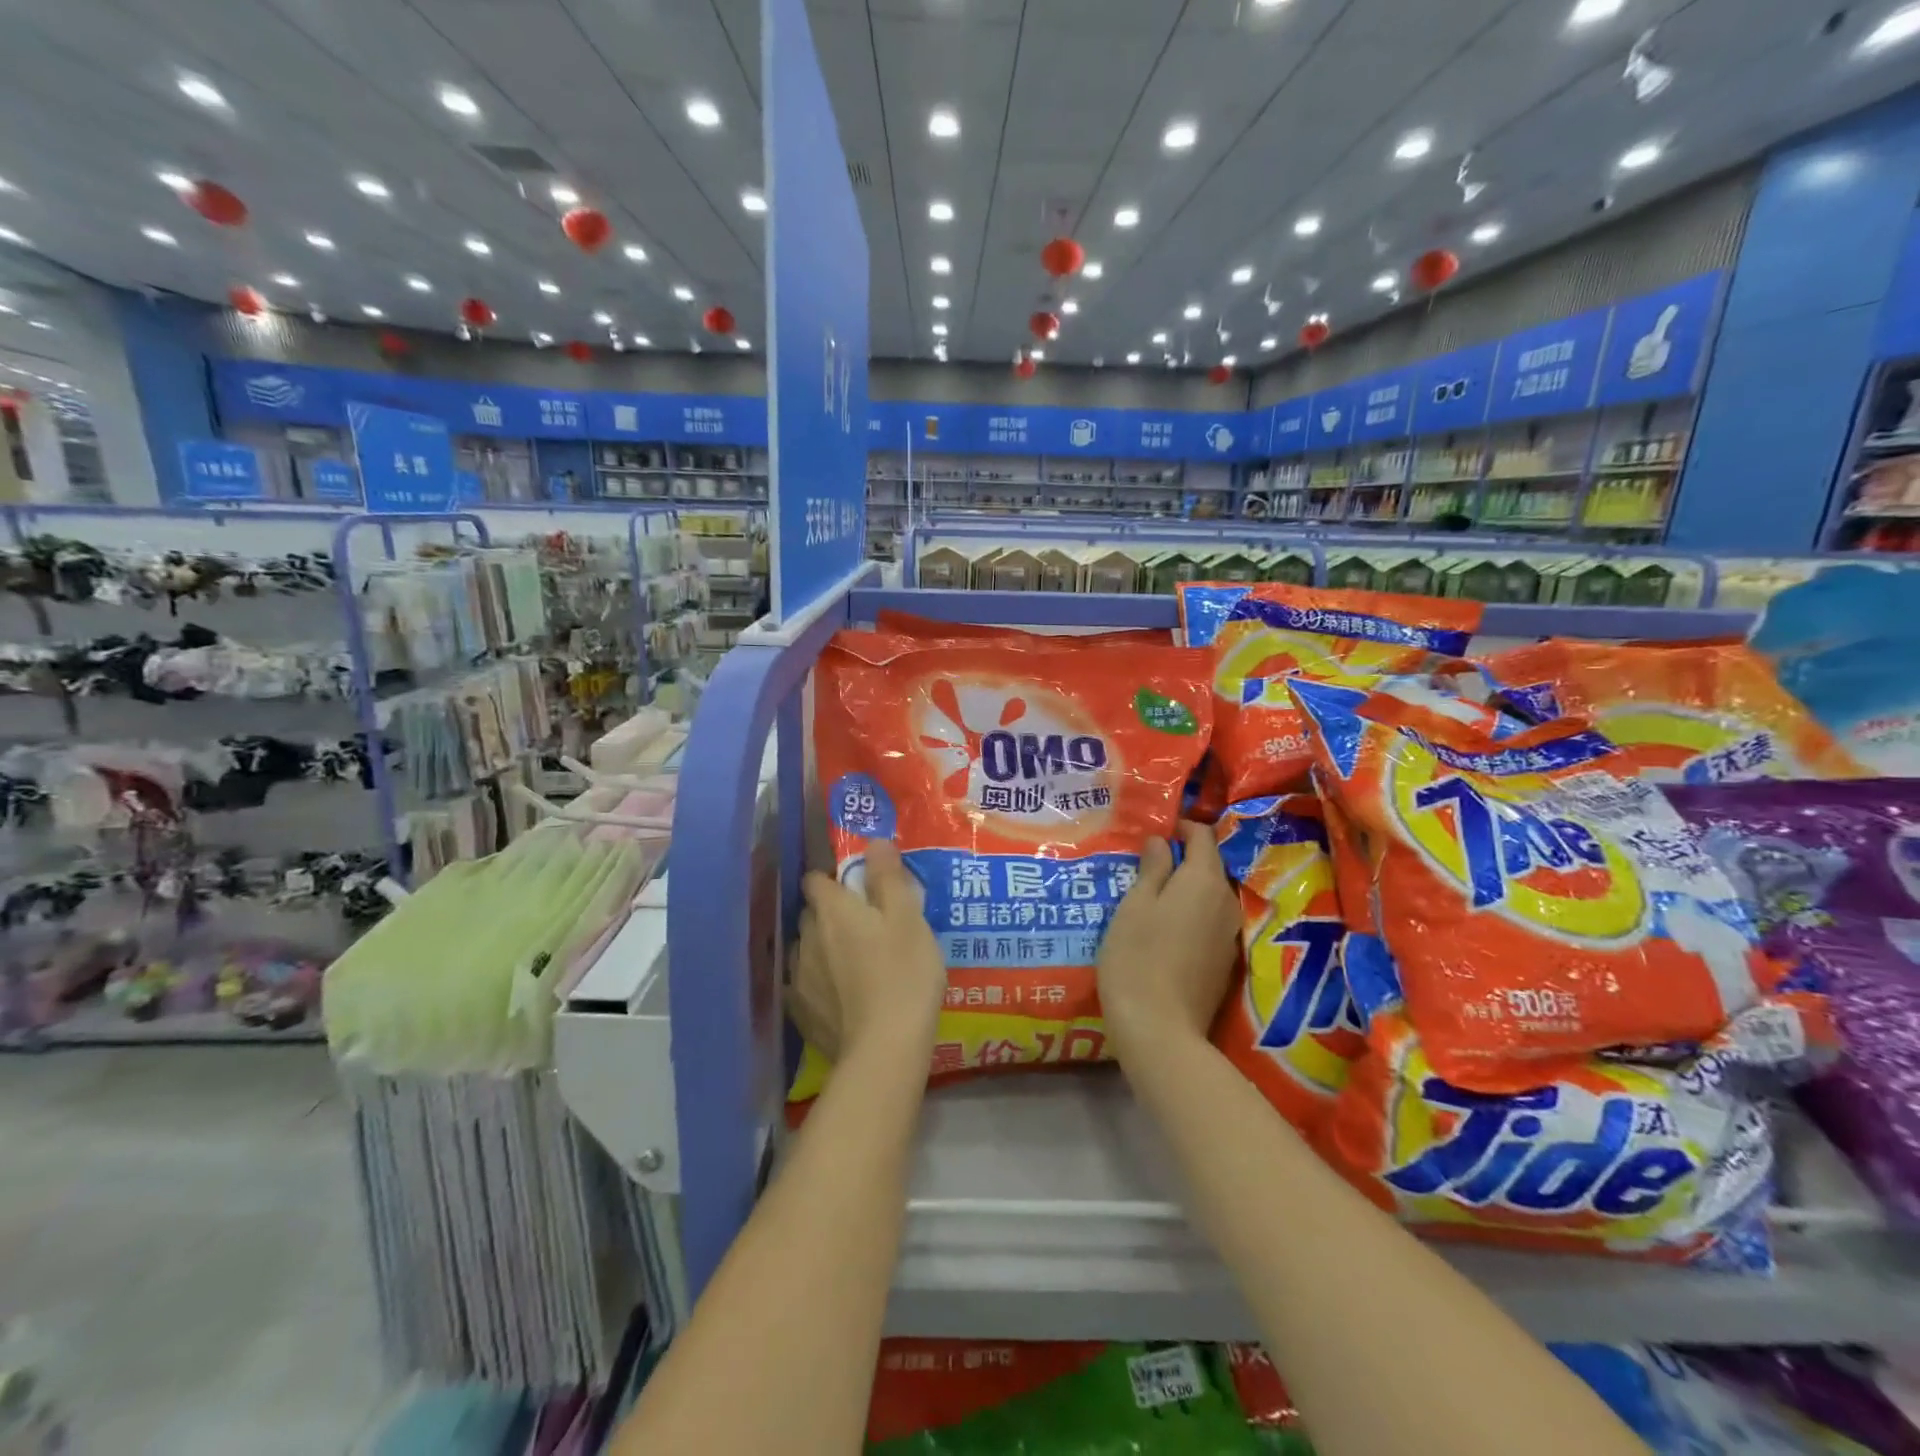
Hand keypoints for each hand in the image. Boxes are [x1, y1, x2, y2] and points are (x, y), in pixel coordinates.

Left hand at [793, 840, 946, 1062]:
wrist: (886, 1048)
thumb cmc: (904, 973)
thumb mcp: (909, 917)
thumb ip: (888, 876)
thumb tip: (874, 841)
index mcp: (832, 910)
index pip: (815, 880)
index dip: (831, 879)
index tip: (854, 887)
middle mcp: (806, 938)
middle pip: (809, 914)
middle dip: (828, 913)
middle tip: (861, 924)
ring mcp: (798, 978)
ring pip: (803, 949)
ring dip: (820, 948)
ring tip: (849, 961)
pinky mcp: (799, 1013)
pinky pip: (802, 985)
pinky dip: (816, 983)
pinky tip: (836, 994)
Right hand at [1097, 821, 1241, 1060]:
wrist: (1160, 1029)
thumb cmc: (1137, 956)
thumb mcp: (1134, 905)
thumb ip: (1152, 868)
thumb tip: (1162, 840)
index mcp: (1204, 880)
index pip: (1203, 835)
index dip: (1181, 826)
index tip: (1155, 830)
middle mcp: (1226, 901)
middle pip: (1210, 865)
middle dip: (1184, 857)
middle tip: (1147, 862)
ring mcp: (1230, 934)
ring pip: (1212, 894)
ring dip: (1188, 887)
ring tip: (1154, 894)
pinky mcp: (1225, 961)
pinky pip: (1211, 921)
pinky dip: (1193, 913)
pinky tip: (1167, 927)